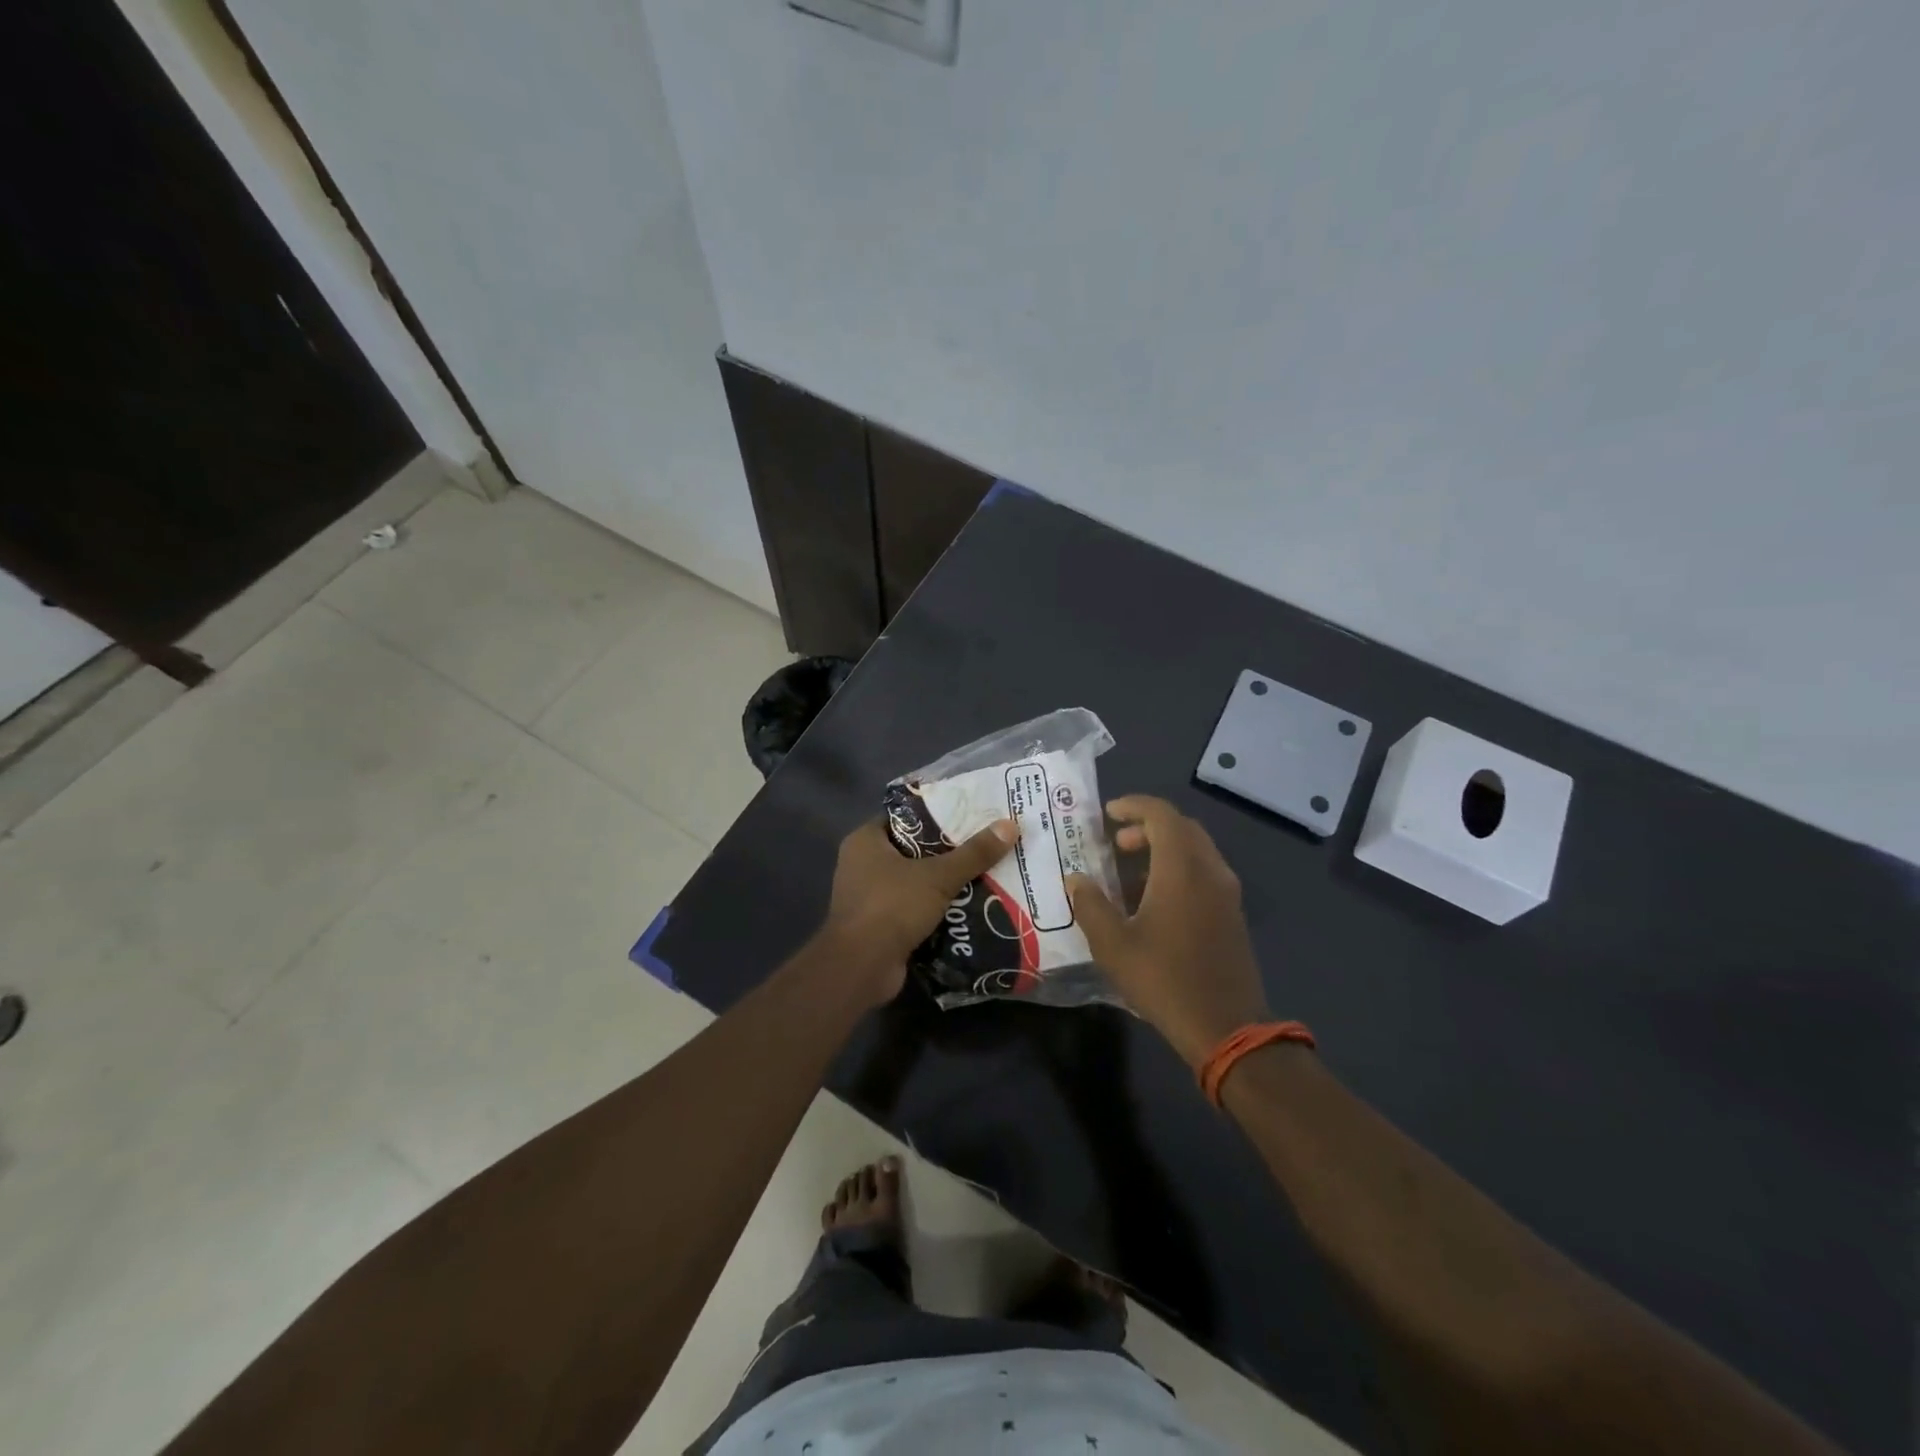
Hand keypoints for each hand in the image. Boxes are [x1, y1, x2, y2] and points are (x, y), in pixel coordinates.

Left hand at [820, 816, 1017, 1005]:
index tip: (969, 813)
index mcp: (865, 841)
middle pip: (913, 850)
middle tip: (984, 843)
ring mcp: (869, 897)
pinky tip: (970, 906)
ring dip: (944, 882)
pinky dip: (936, 909)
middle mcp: (862, 864)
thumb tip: (1011, 825)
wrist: (861, 968)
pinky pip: (913, 908)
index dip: (936, 813)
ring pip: (915, 881)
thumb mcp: (938, 876)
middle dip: (947, 851)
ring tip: (985, 873)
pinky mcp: (879, 926)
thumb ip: (974, 853)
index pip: (904, 817)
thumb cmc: (892, 907)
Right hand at [1067, 796, 1272, 1066]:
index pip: (1162, 815)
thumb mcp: (1113, 945)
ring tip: (1130, 872)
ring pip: (1196, 850)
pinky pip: (1204, 872)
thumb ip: (1090, 905)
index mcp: (1182, 869)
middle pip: (1182, 828)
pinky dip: (1179, 869)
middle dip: (1147, 826)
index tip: (1108, 813)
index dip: (1134, 806)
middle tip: (1116, 844)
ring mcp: (1227, 893)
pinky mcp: (1233, 914)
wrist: (1227, 1028)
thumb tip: (1076, 880)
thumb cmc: (1164, 980)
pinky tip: (1154, 900)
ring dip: (1164, 848)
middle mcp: (1209, 871)